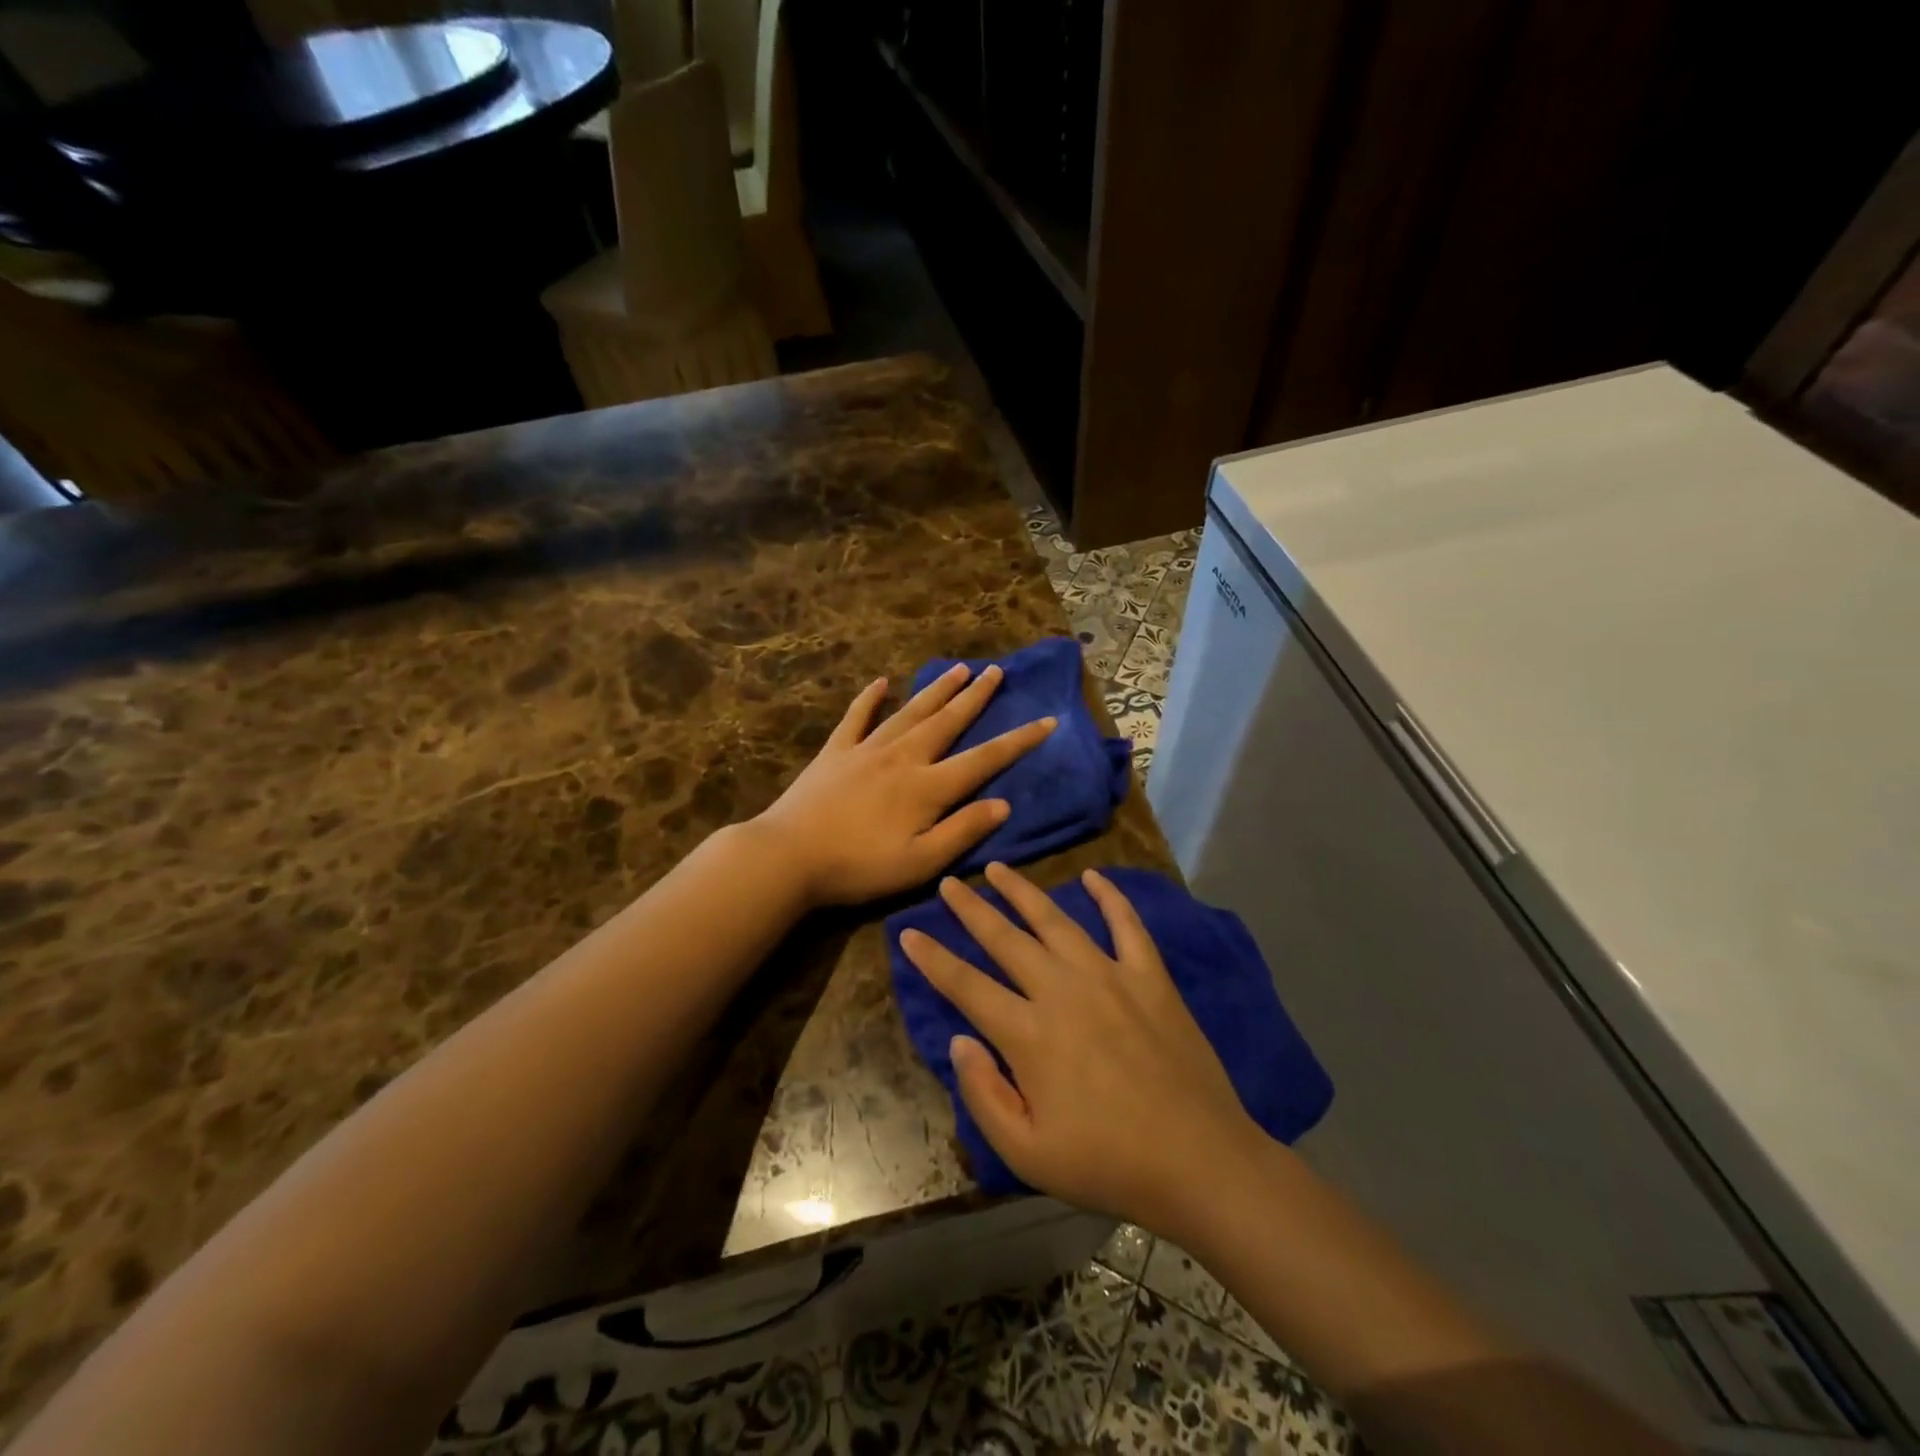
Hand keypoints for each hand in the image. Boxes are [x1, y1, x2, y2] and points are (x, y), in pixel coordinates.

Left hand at [751, 666, 1055, 906]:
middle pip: (947, 721)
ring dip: (937, 690)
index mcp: (927, 787)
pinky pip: (857, 718)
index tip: (1046, 720)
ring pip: (910, 712)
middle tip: (997, 671)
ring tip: (958, 669)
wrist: (788, 856)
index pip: (984, 759)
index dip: (1018, 741)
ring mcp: (867, 750)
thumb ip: (963, 831)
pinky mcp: (836, 752)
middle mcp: (903, 757)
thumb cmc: (858, 867)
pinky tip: (880, 683)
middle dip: (976, 697)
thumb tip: (1003, 805)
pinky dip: (870, 699)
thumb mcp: (920, 862)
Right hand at [899, 863, 1261, 1234]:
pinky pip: (1126, 925)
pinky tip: (1093, 876)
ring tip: (999, 868)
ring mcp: (1110, 976)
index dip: (932, 958)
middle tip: (948, 882)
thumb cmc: (1108, 1164)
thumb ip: (983, 1095)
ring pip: (1055, 920)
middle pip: (1005, 939)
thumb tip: (958, 1041)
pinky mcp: (1150, 977)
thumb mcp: (1027, 1154)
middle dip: (971, 909)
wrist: (1200, 1162)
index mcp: (1029, 1034)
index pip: (966, 985)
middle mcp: (1062, 990)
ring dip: (1023, 891)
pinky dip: (1110, 897)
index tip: (908, 931)